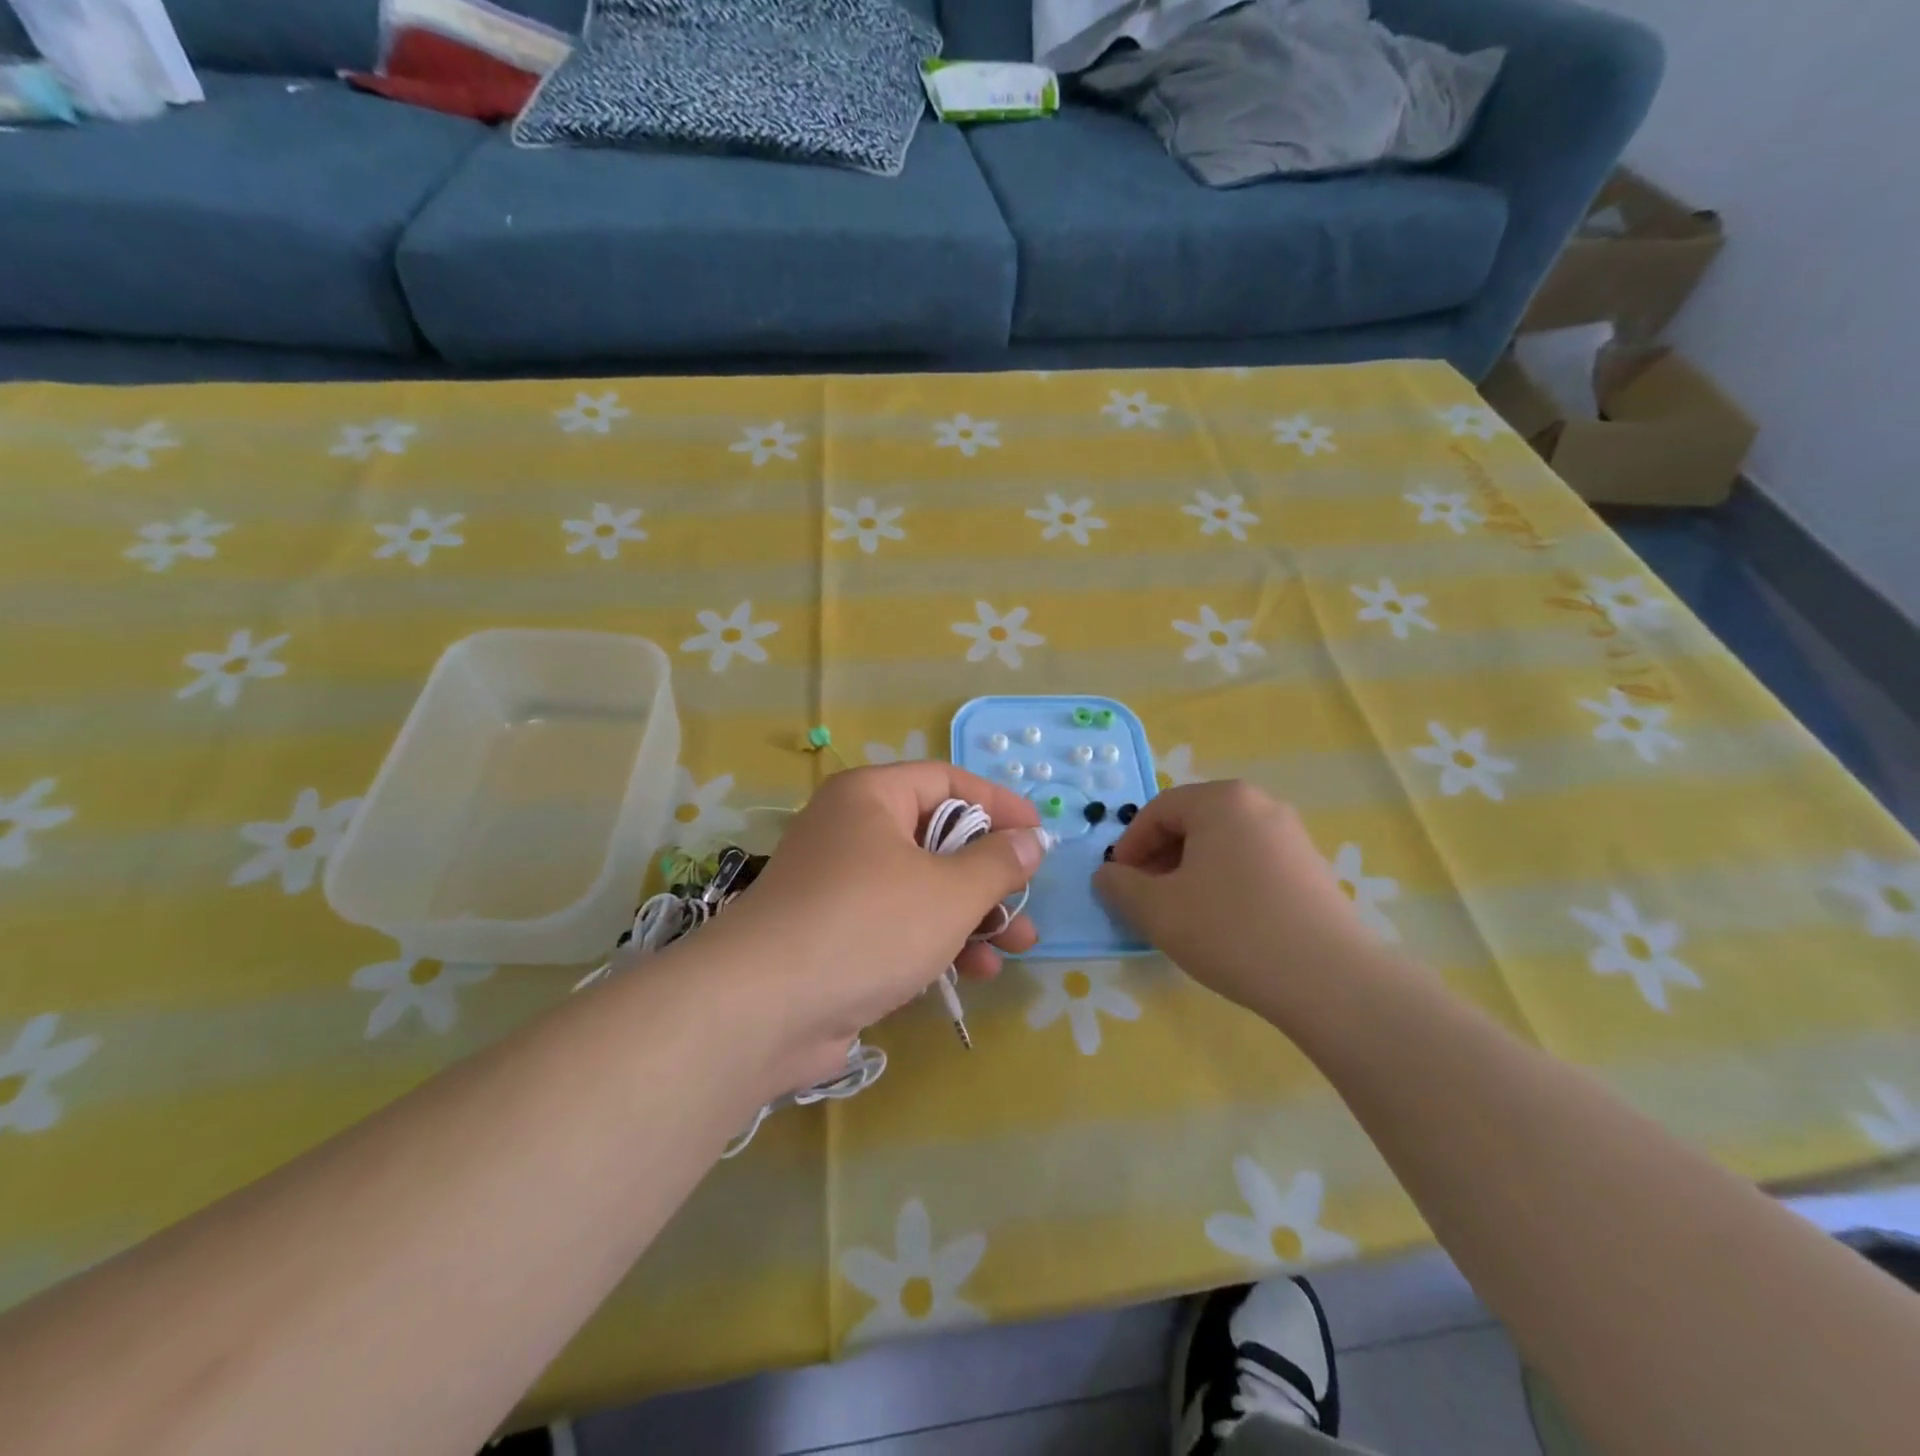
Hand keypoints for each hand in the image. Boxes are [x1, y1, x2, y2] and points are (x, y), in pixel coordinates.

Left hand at [703, 763, 1044, 1091]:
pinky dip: (936, 941)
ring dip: (972, 915)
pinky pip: (898, 924)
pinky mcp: (834, 935)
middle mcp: (851, 830)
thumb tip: (1032, 840)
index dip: (999, 804)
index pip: (947, 781)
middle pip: (937, 838)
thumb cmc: (868, 926)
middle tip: (1028, 903)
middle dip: (990, 875)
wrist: (763, 1009)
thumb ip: (998, 863)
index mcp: (871, 797)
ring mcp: (839, 885)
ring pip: (921, 887)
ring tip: (1017, 947)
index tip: (1039, 835)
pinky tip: (974, 972)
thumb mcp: (950, 891)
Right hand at [1092, 781, 1385, 1025]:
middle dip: (1160, 859)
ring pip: (1222, 844)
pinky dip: (1226, 882)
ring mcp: (1292, 834)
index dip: (1129, 846)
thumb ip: (1120, 886)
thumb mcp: (1157, 909)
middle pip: (1192, 823)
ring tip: (1183, 914)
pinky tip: (1224, 922)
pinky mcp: (1312, 867)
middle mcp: (1260, 804)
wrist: (1329, 979)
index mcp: (1221, 800)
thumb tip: (1108, 875)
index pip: (1158, 811)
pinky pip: (1252, 862)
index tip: (1119, 884)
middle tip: (1147, 899)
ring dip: (1191, 872)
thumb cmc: (1230, 930)